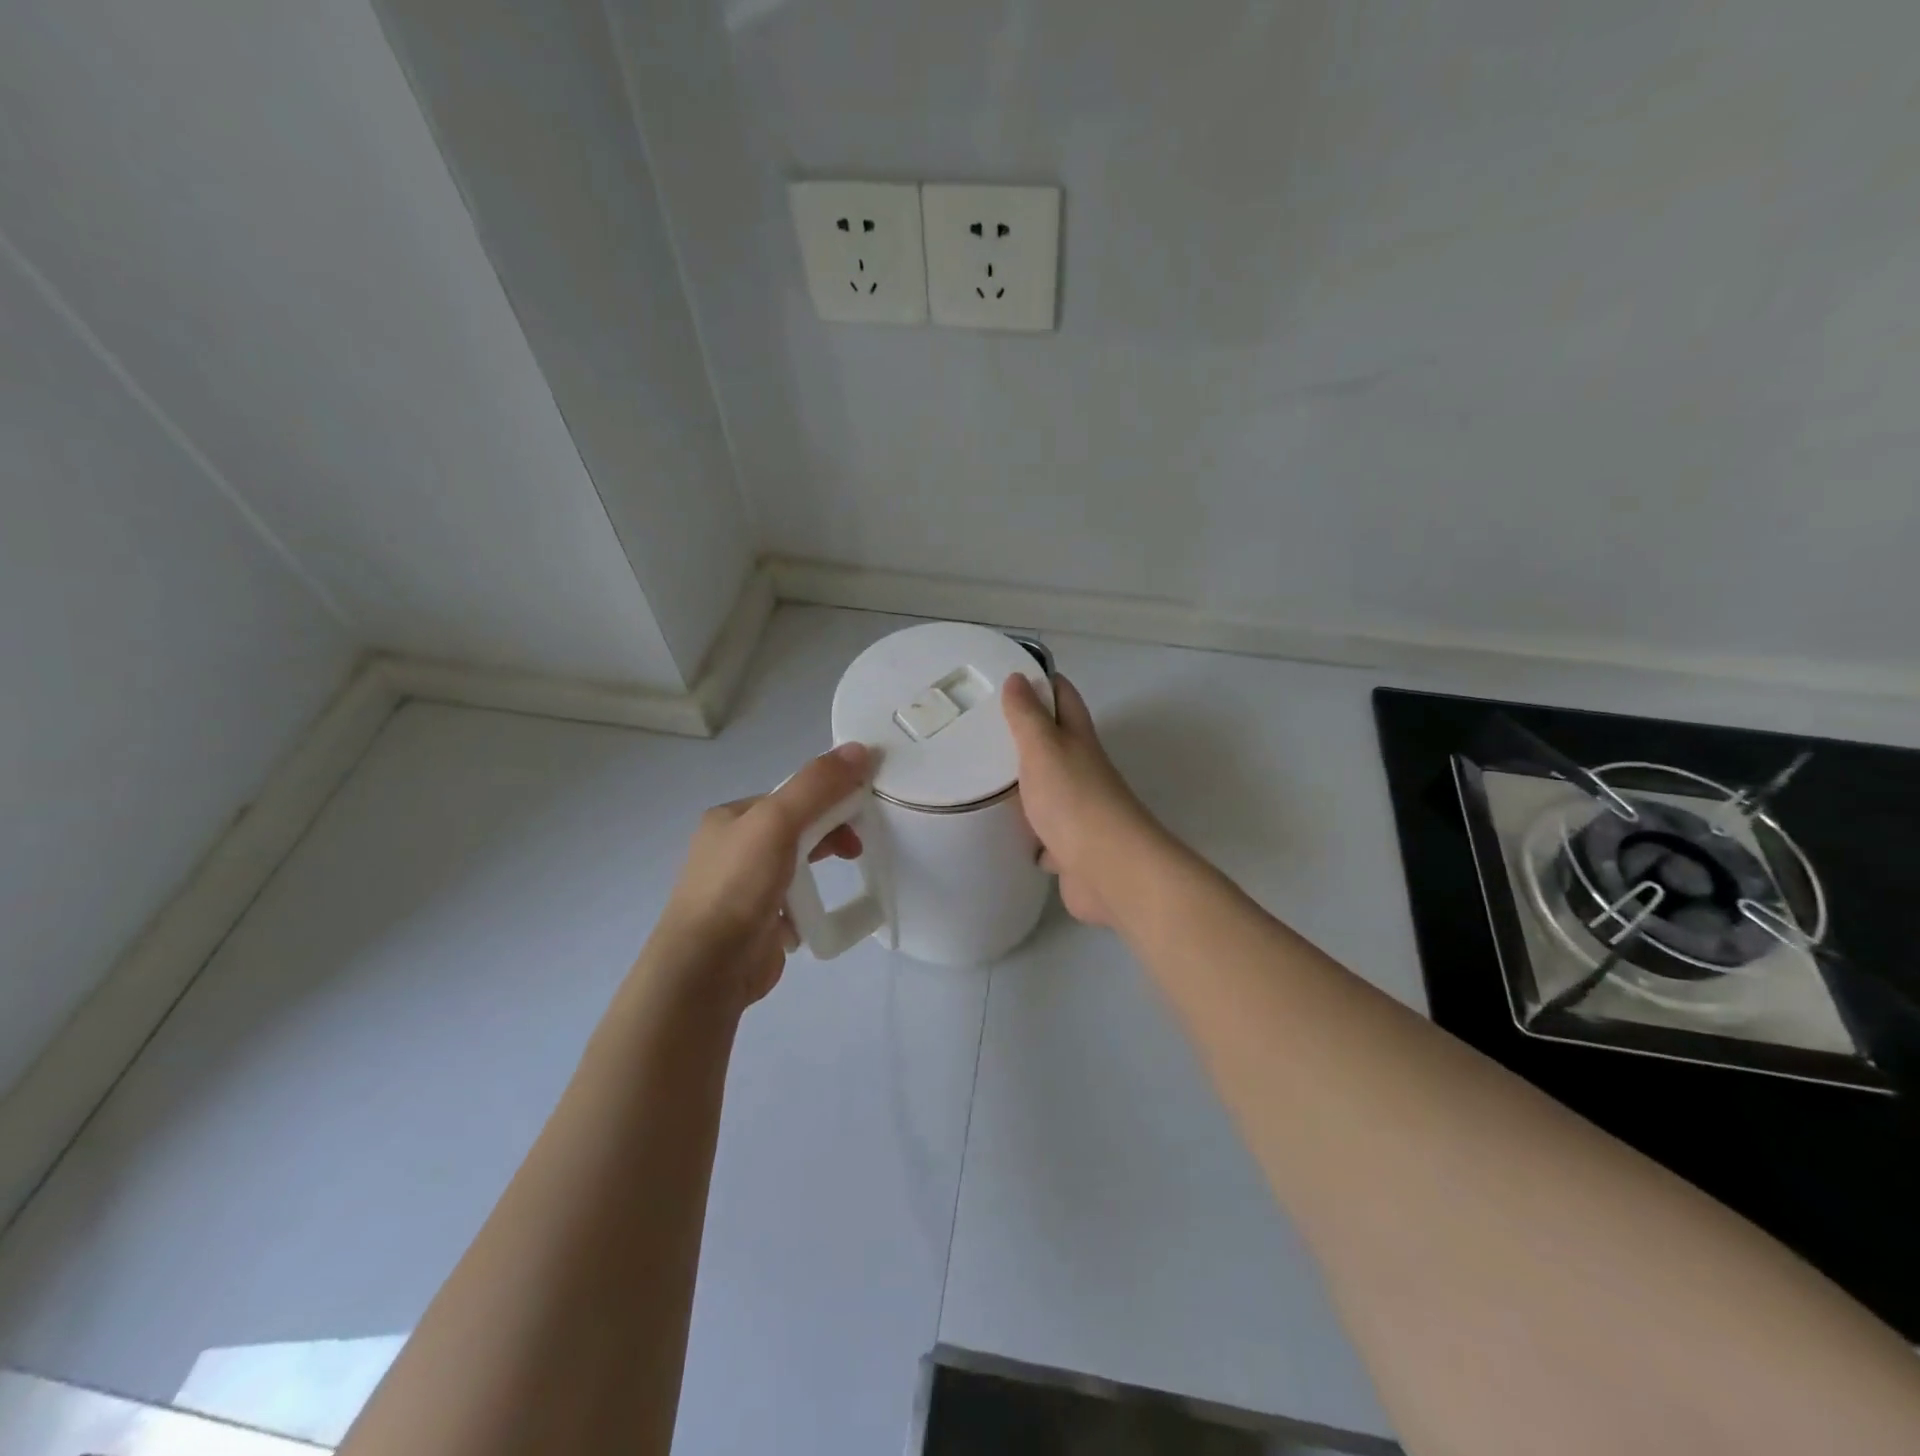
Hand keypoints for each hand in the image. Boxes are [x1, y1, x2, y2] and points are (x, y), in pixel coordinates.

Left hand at [649, 743, 870, 1010]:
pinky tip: (817, 913)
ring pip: (795, 866)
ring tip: (844, 877)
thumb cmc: (738, 886)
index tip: (859, 809)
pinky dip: (809, 905)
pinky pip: (793, 903)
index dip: (828, 796)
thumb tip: (860, 749)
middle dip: (829, 832)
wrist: (706, 969)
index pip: (789, 795)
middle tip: (857, 847)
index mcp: (730, 818)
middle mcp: (731, 850)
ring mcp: (742, 890)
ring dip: (820, 868)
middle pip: (795, 828)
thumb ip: (817, 785)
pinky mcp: (755, 925)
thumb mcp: (778, 821)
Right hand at [1002, 673, 1160, 927]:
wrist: (1109, 870)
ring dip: (1023, 785)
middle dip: (1023, 735)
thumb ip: (1028, 716)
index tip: (1007, 676)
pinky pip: (1042, 835)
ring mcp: (1077, 811)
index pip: (1063, 697)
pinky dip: (1027, 834)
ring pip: (1046, 790)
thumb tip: (1018, 677)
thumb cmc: (1074, 800)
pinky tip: (1001, 833)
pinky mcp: (1068, 849)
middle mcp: (1081, 770)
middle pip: (1053, 744)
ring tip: (979, 778)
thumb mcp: (1044, 748)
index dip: (1041, 682)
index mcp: (1078, 740)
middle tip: (979, 729)